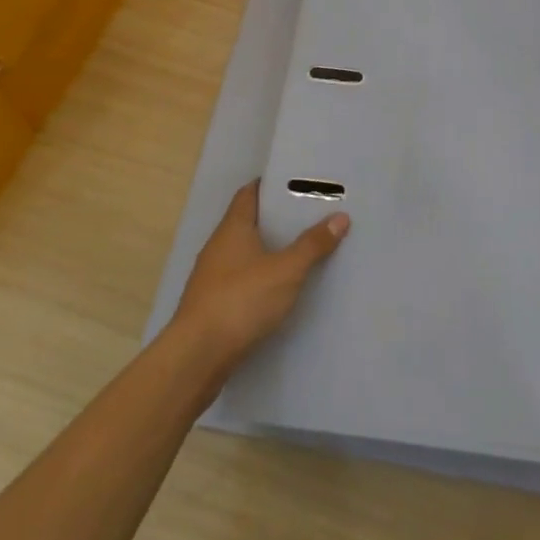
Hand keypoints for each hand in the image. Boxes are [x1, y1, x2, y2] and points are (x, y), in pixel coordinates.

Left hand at [173, 180, 348, 369]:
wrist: (198, 355)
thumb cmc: (242, 300)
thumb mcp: (286, 271)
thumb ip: (312, 244)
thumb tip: (340, 216)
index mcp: (232, 228)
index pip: (249, 194)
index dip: (269, 186)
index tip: (296, 184)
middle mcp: (218, 246)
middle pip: (248, 222)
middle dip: (275, 219)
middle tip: (309, 216)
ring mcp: (212, 277)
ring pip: (244, 253)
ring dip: (267, 250)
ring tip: (300, 250)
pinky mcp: (212, 304)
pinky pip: (241, 279)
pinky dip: (260, 276)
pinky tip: (279, 288)